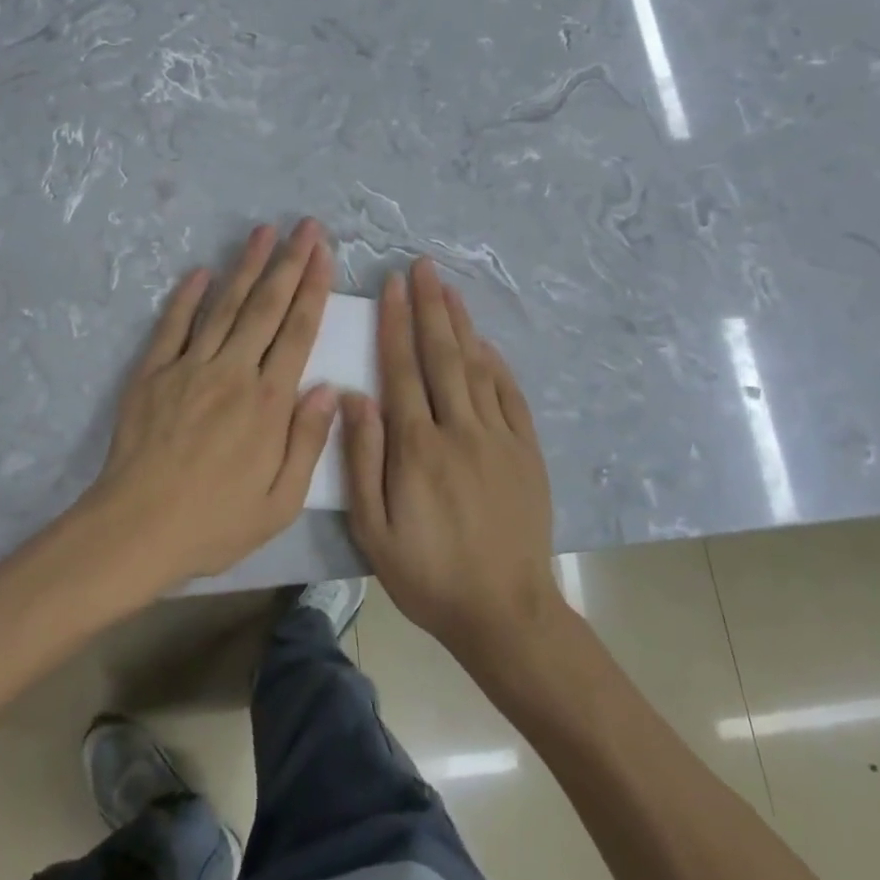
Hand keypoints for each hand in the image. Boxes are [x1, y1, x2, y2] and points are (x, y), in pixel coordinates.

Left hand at [87, 220, 337, 589]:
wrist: (136, 530)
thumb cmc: (215, 522)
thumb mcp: (281, 502)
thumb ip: (308, 441)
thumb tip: (328, 388)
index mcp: (269, 401)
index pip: (299, 330)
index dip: (313, 287)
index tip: (324, 253)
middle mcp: (233, 372)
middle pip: (267, 306)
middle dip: (289, 262)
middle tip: (305, 226)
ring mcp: (190, 367)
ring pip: (225, 306)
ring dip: (246, 266)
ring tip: (263, 232)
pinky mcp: (153, 373)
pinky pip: (173, 325)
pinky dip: (188, 296)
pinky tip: (201, 271)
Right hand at [346, 258, 561, 666]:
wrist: (505, 612)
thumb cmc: (428, 575)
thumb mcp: (374, 529)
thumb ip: (363, 459)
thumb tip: (352, 396)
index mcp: (418, 447)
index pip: (402, 370)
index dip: (396, 323)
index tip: (392, 285)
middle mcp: (459, 430)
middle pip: (443, 355)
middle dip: (431, 306)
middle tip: (424, 266)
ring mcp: (499, 438)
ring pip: (478, 367)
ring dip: (462, 324)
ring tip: (450, 288)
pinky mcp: (527, 452)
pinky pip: (510, 396)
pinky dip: (497, 364)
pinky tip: (486, 343)